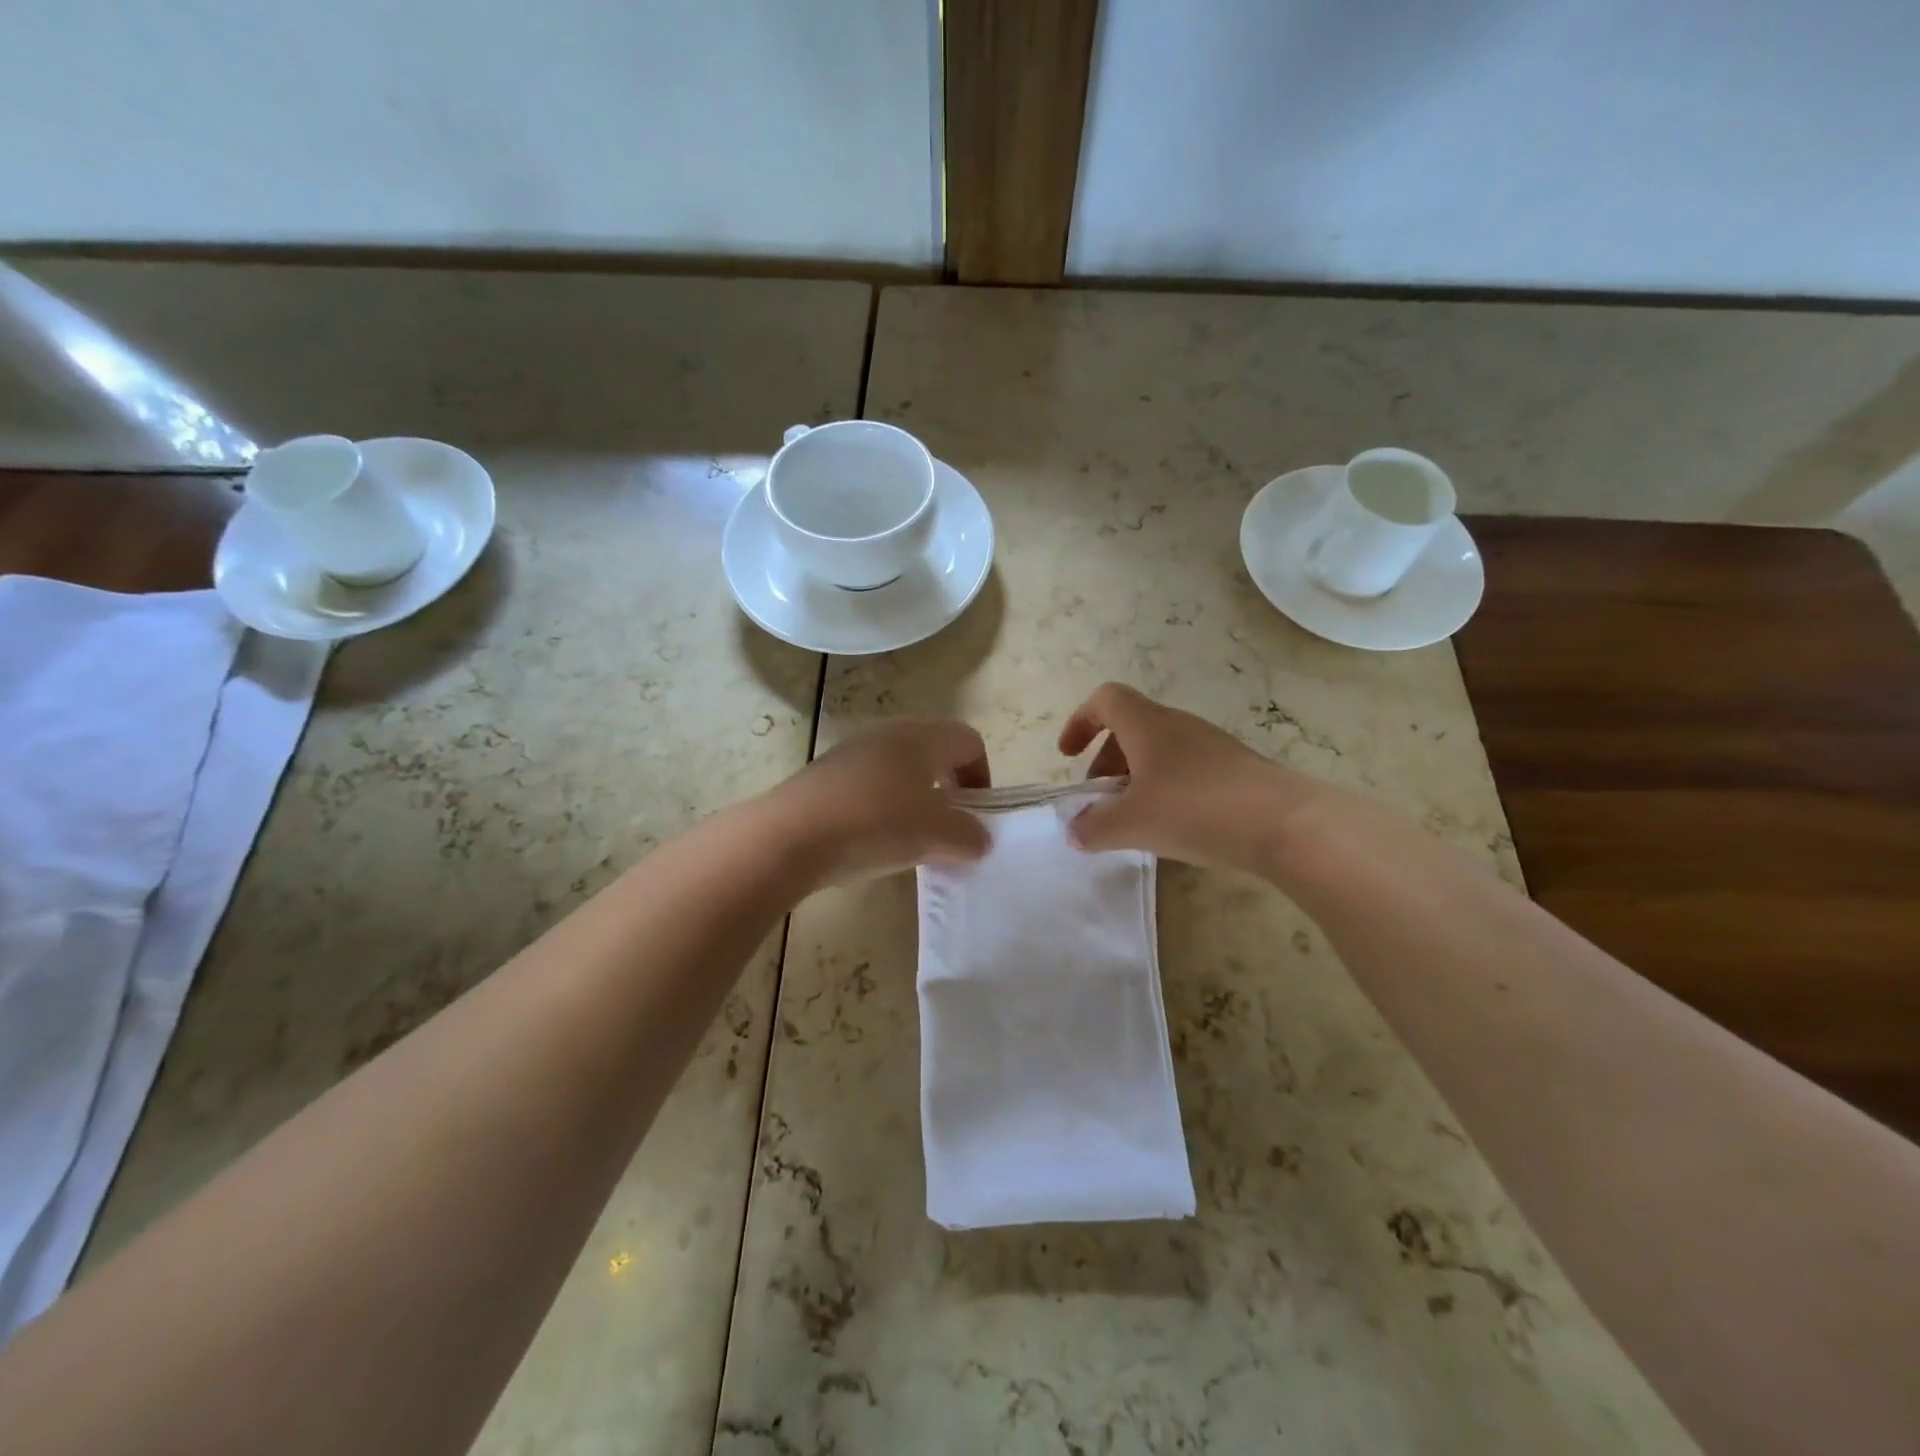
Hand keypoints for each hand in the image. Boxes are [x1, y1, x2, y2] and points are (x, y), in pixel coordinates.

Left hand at [772, 719, 991, 885]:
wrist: (791, 835)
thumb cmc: (876, 824)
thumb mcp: (936, 836)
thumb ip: (968, 836)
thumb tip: (978, 839)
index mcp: (922, 737)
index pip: (968, 741)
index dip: (981, 775)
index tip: (976, 813)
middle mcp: (888, 733)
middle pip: (932, 750)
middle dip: (947, 786)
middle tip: (946, 825)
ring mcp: (851, 751)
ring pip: (898, 766)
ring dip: (913, 796)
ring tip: (909, 837)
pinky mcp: (824, 773)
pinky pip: (867, 783)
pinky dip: (880, 805)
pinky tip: (871, 838)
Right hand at [1057, 683, 1323, 873]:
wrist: (1285, 823)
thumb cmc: (1195, 810)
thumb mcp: (1132, 824)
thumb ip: (1094, 827)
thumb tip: (1075, 831)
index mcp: (1147, 724)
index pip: (1105, 699)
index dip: (1080, 722)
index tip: (1069, 756)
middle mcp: (1178, 725)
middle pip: (1130, 727)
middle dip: (1105, 760)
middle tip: (1100, 800)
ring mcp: (1210, 745)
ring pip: (1158, 750)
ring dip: (1136, 777)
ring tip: (1134, 819)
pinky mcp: (1234, 768)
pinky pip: (1185, 768)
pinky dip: (1165, 788)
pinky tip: (1173, 827)